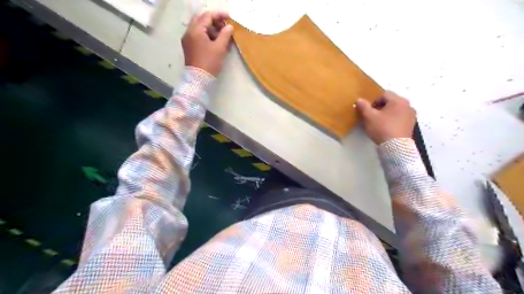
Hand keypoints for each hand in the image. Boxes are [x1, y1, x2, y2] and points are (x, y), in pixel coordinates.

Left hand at [183, 11, 235, 76]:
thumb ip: (225, 35)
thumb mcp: (219, 48)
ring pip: (200, 29)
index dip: (219, 15)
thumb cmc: (209, 63)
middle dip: (215, 22)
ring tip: (223, 36)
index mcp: (195, 30)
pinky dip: (208, 36)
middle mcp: (189, 32)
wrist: (199, 79)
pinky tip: (217, 43)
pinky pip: (198, 37)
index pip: (207, 16)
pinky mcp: (190, 48)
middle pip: (202, 21)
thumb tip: (230, 27)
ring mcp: (188, 40)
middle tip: (226, 26)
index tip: (229, 18)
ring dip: (212, 30)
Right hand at [354, 90, 415, 143]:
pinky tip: (387, 128)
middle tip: (373, 117)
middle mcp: (407, 105)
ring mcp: (411, 115)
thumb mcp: (369, 117)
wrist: (396, 147)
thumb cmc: (382, 128)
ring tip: (380, 123)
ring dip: (388, 114)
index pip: (384, 94)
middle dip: (381, 107)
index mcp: (398, 100)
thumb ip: (363, 106)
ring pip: (396, 110)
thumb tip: (359, 100)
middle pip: (391, 102)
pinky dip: (394, 120)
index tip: (369, 111)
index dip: (374, 101)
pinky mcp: (411, 125)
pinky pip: (400, 118)